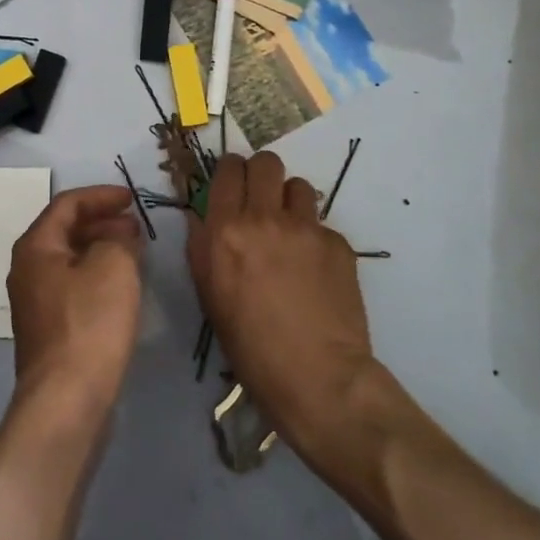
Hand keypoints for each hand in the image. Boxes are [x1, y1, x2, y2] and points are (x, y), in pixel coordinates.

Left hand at [8, 185, 143, 418]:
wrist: (66, 400)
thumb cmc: (89, 323)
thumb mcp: (113, 266)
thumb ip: (118, 239)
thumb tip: (118, 236)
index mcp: (35, 247)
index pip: (67, 204)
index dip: (101, 196)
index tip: (131, 198)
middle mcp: (27, 269)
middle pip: (65, 231)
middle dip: (102, 222)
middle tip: (135, 225)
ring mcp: (35, 302)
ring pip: (70, 260)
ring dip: (101, 249)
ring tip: (134, 252)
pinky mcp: (49, 329)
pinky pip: (73, 286)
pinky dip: (96, 275)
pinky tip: (121, 287)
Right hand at [187, 152, 375, 466]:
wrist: (316, 377)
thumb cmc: (249, 345)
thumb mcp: (209, 295)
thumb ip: (202, 246)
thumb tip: (200, 216)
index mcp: (225, 230)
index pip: (228, 169)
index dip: (230, 171)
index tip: (232, 183)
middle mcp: (265, 218)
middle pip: (266, 162)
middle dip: (261, 173)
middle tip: (261, 198)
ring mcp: (307, 228)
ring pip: (298, 186)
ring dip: (290, 201)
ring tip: (290, 232)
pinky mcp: (339, 244)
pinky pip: (322, 225)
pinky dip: (315, 238)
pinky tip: (314, 270)